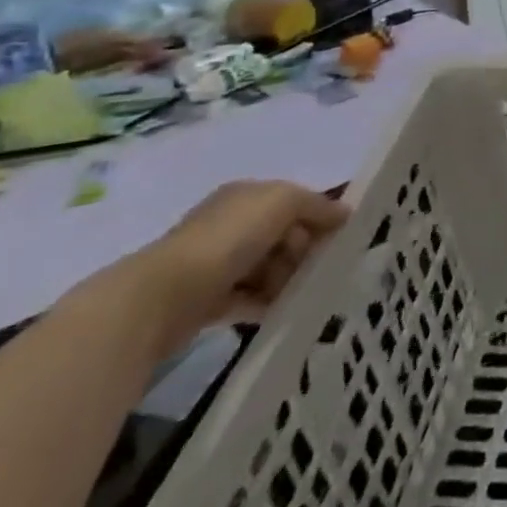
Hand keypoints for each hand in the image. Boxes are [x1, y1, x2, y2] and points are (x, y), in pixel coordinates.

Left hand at [101, 181, 348, 357]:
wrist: (162, 297)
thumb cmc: (229, 239)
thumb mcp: (284, 202)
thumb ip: (317, 205)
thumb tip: (344, 214)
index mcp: (245, 196)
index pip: (292, 202)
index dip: (317, 216)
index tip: (339, 237)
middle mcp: (228, 224)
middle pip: (282, 235)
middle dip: (302, 251)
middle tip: (317, 268)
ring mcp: (214, 263)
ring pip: (267, 268)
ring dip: (287, 279)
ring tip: (301, 293)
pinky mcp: (205, 300)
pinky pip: (248, 298)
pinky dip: (267, 303)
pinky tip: (282, 310)